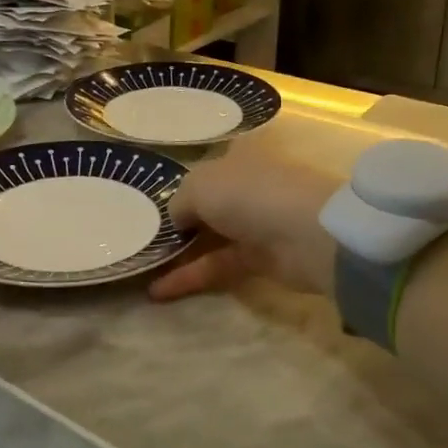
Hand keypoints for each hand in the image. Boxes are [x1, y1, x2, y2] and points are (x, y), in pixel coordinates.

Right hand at [148, 139, 342, 301]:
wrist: (307, 234)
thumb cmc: (250, 193)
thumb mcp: (198, 186)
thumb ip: (178, 203)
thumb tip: (176, 221)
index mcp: (236, 157)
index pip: (205, 168)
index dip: (179, 185)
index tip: (148, 206)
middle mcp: (245, 187)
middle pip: (205, 206)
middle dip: (175, 222)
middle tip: (140, 239)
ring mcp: (254, 224)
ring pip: (209, 238)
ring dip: (178, 254)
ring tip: (142, 267)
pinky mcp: (259, 260)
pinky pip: (216, 266)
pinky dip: (189, 278)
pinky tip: (157, 291)